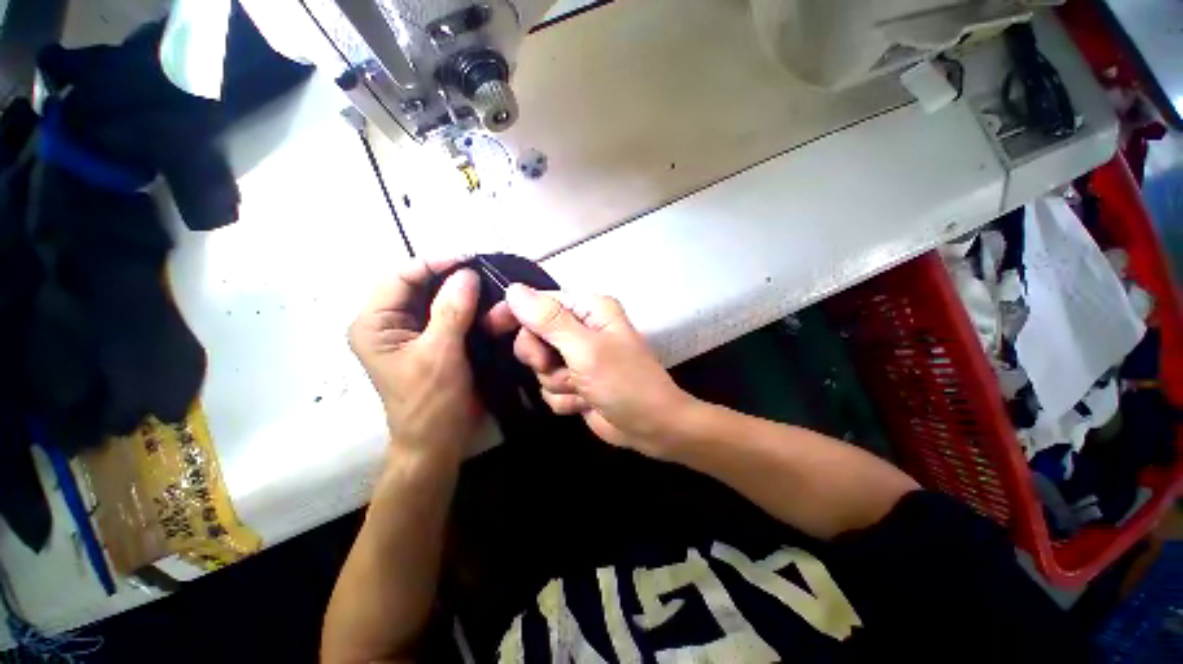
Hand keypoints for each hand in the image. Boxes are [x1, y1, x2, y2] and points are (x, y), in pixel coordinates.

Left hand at [349, 259, 481, 455]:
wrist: (437, 442)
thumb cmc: (431, 402)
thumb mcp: (440, 354)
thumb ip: (451, 311)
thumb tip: (467, 273)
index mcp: (374, 323)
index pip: (400, 277)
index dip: (434, 263)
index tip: (470, 258)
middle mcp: (388, 323)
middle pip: (418, 285)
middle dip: (451, 277)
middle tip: (484, 271)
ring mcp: (411, 332)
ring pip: (436, 299)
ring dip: (463, 293)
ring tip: (489, 285)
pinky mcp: (432, 342)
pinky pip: (449, 315)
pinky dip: (468, 309)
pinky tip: (487, 306)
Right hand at [499, 284, 694, 456]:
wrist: (651, 427)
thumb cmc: (625, 382)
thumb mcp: (586, 349)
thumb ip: (549, 320)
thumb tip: (514, 290)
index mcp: (589, 310)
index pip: (540, 301)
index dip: (515, 312)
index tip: (492, 327)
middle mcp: (582, 329)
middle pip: (534, 335)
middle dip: (541, 358)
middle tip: (555, 367)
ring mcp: (577, 358)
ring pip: (539, 367)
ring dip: (557, 382)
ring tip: (582, 389)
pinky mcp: (575, 383)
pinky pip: (549, 388)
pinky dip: (564, 398)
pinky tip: (585, 403)